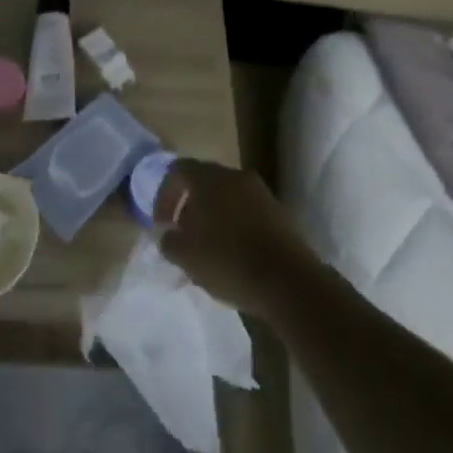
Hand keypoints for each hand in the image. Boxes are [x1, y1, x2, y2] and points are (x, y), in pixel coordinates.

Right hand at [155, 160, 316, 319]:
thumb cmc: (228, 261)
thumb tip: (167, 234)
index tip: (162, 225)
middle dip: (189, 207)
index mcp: (209, 178)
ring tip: (207, 250)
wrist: (289, 282)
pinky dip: (235, 227)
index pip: (177, 170)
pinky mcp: (280, 214)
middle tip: (183, 236)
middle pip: (204, 183)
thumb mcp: (185, 256)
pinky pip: (247, 213)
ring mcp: (261, 194)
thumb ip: (168, 240)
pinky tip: (233, 256)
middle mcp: (235, 176)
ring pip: (227, 199)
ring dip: (213, 218)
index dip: (164, 196)